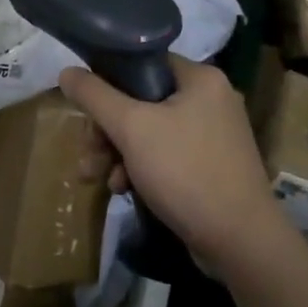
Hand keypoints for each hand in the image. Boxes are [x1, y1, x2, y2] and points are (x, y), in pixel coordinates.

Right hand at [59, 57, 276, 267]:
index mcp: (200, 78)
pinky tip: (123, 190)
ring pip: (149, 131)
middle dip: (107, 130)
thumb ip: (95, 96)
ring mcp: (213, 135)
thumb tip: (66, 70)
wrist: (241, 243)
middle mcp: (210, 99)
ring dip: (117, 153)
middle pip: (141, 101)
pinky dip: (140, 168)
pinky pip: (165, 155)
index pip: (142, 62)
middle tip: (87, 153)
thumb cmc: (185, 172)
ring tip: (95, 178)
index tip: (85, 109)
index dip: (107, 81)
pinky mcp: (210, 166)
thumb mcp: (132, 128)